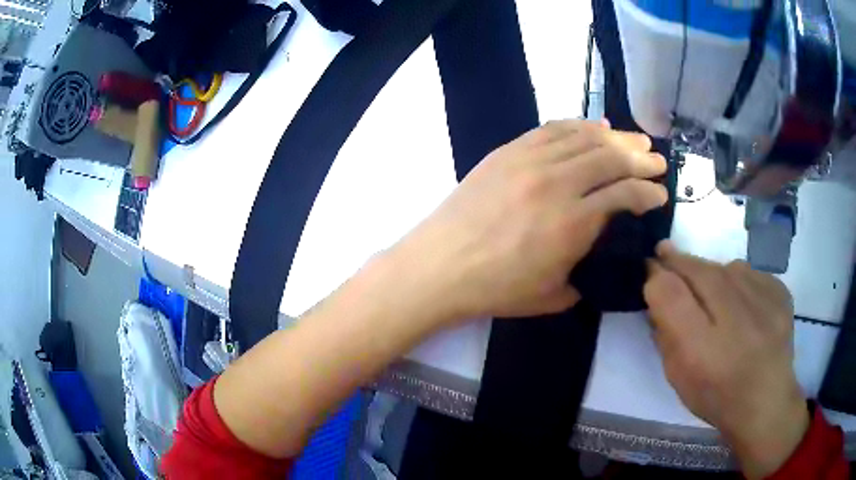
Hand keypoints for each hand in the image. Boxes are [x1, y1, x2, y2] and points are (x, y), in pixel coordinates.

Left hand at [391, 119, 666, 323]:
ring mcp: (530, 161)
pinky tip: (594, 127)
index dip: (648, 192)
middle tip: (658, 160)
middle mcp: (557, 184)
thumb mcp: (552, 295)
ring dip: (616, 137)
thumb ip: (585, 272)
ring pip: (585, 138)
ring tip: (636, 139)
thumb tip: (598, 251)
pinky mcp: (508, 151)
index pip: (625, 195)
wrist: (440, 266)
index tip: (660, 194)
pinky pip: (552, 129)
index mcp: (573, 224)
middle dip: (641, 159)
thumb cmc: (496, 289)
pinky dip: (579, 126)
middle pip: (611, 158)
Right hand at [644, 241, 808, 478]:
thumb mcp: (678, 375)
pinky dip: (740, 282)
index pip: (670, 293)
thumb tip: (658, 291)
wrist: (765, 402)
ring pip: (727, 268)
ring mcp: (764, 302)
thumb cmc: (716, 396)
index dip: (656, 275)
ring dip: (712, 273)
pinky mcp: (781, 293)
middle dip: (678, 260)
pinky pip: (752, 274)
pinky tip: (741, 302)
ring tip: (710, 290)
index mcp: (701, 351)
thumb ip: (665, 334)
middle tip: (665, 253)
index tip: (649, 268)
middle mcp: (735, 320)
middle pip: (700, 271)